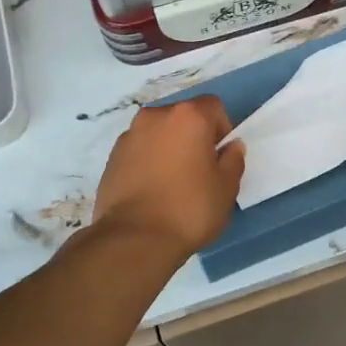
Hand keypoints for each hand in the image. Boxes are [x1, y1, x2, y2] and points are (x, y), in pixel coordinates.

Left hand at [93, 96, 244, 255]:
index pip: (213, 106)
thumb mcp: (226, 188)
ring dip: (168, 148)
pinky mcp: (112, 157)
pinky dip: (147, 161)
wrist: (134, 238)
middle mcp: (155, 116)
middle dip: (193, 136)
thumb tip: (231, 147)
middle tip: (198, 170)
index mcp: (188, 116)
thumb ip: (233, 160)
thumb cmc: (189, 209)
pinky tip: (151, 191)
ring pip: (158, 133)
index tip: (219, 158)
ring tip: (171, 183)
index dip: (222, 129)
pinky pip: (139, 150)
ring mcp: (129, 135)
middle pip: (183, 117)